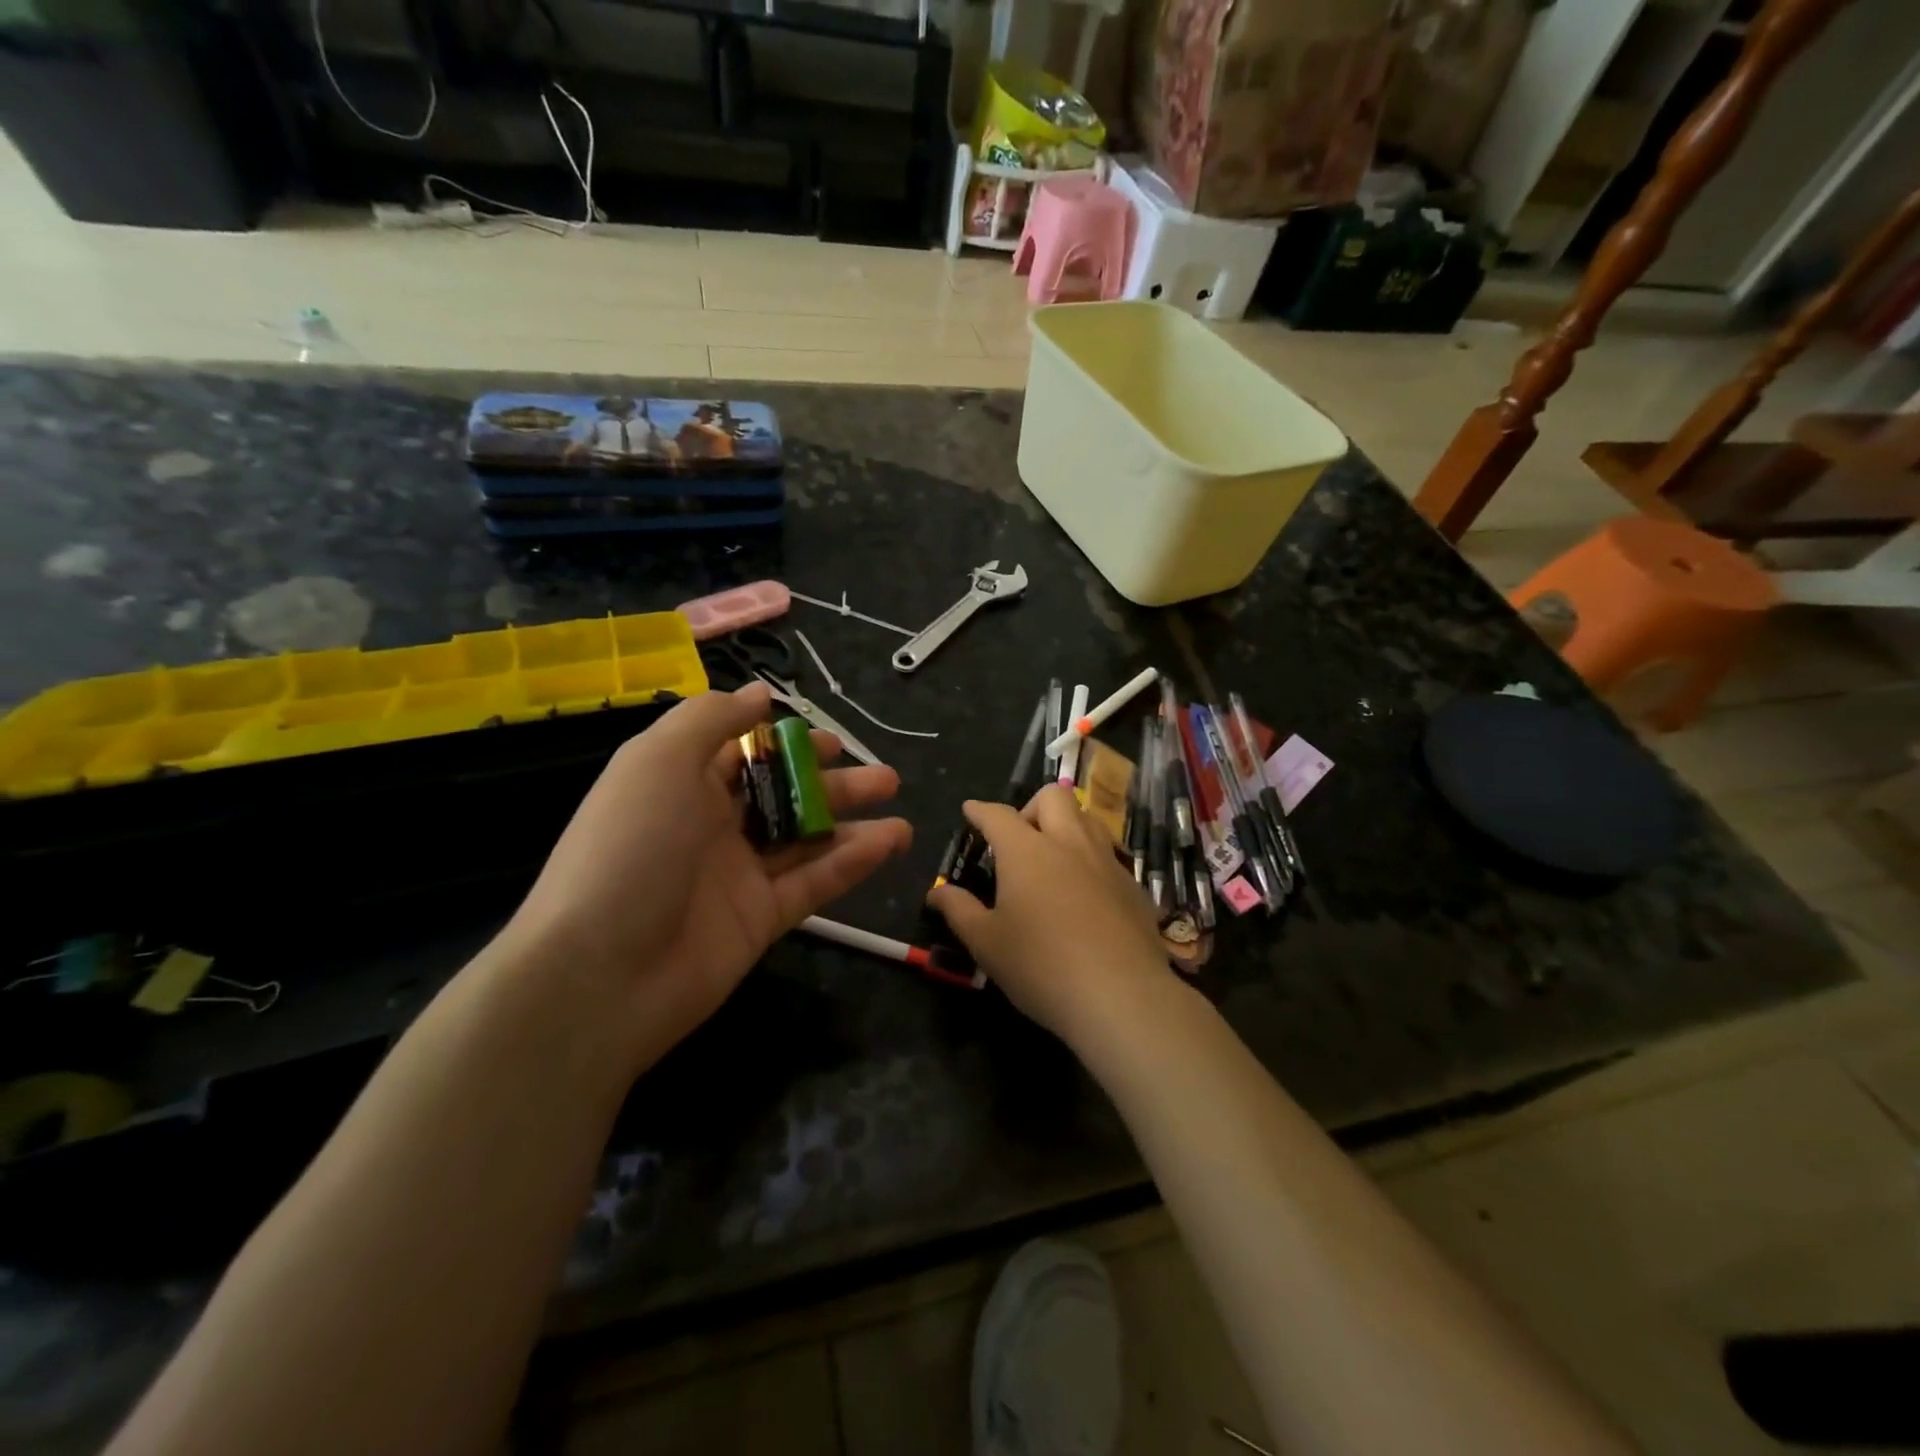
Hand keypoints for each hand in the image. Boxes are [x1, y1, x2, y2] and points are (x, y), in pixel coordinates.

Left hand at [500, 682, 910, 1066]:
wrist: (602, 973)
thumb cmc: (631, 847)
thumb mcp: (660, 760)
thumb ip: (712, 719)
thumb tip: (757, 694)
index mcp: (681, 782)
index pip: (742, 752)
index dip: (786, 742)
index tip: (829, 739)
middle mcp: (711, 825)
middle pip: (783, 794)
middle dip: (831, 781)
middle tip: (881, 776)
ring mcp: (738, 875)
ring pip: (806, 838)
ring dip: (853, 820)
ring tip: (899, 804)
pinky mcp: (761, 919)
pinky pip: (814, 882)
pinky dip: (853, 861)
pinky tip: (891, 840)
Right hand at [927, 785, 1167, 1045]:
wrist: (1122, 996)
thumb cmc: (1041, 966)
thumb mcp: (986, 943)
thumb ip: (959, 910)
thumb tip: (937, 892)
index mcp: (1027, 850)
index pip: (998, 815)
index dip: (980, 810)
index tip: (970, 810)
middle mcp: (1069, 843)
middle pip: (1053, 797)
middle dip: (1030, 806)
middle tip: (1019, 837)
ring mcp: (1106, 861)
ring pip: (1087, 818)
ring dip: (1066, 825)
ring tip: (1053, 857)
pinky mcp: (1133, 886)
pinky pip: (1109, 855)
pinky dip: (1090, 860)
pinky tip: (1086, 894)